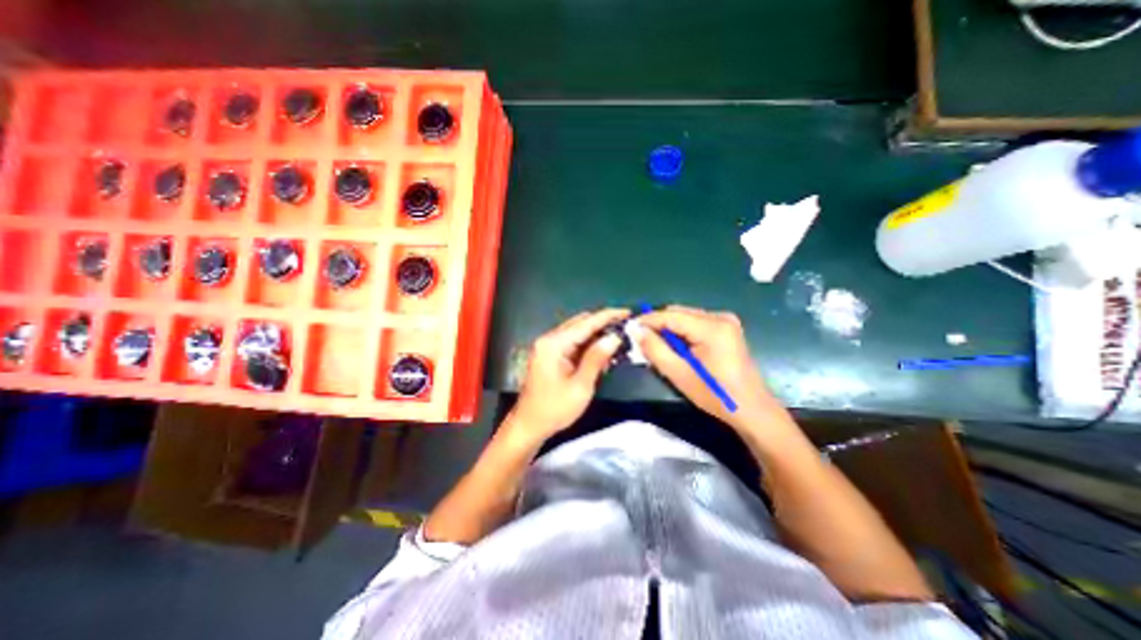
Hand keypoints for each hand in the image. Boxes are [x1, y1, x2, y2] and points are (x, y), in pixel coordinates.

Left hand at [509, 308, 633, 442]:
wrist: (529, 425)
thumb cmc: (555, 409)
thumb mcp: (581, 386)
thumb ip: (597, 358)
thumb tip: (615, 337)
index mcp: (554, 344)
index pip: (586, 323)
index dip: (608, 316)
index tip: (627, 312)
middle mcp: (549, 339)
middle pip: (580, 323)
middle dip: (603, 323)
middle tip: (625, 328)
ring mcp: (547, 346)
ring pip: (577, 331)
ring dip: (596, 333)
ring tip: (617, 338)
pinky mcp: (549, 354)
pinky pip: (572, 342)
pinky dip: (587, 343)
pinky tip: (601, 349)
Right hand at [639, 301, 789, 429]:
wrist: (752, 409)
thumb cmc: (715, 395)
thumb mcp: (679, 374)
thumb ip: (655, 349)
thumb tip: (636, 331)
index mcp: (712, 328)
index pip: (670, 315)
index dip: (647, 320)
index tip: (629, 328)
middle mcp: (720, 317)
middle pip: (678, 312)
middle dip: (658, 325)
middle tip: (641, 340)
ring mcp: (726, 321)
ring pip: (686, 317)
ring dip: (669, 329)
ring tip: (657, 346)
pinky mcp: (727, 328)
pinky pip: (695, 323)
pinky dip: (682, 332)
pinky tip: (676, 347)